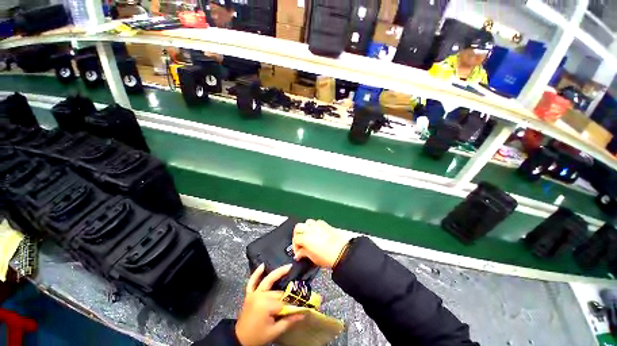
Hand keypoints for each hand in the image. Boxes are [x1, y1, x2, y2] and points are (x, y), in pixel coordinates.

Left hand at [235, 264, 303, 345]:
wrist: (240, 339)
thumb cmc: (258, 336)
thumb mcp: (274, 331)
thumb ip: (289, 320)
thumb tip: (303, 313)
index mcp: (265, 305)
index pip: (283, 303)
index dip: (292, 305)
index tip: (302, 305)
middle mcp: (260, 296)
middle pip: (278, 292)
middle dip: (287, 295)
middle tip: (298, 294)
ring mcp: (254, 293)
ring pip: (269, 282)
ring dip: (278, 273)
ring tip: (288, 266)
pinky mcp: (249, 294)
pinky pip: (252, 281)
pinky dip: (257, 273)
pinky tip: (263, 266)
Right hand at [293, 219, 351, 268]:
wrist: (343, 252)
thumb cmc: (329, 256)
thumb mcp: (312, 258)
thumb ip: (303, 253)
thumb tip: (299, 253)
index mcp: (305, 237)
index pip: (295, 239)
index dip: (295, 247)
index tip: (298, 252)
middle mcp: (310, 229)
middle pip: (298, 227)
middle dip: (297, 234)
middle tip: (300, 242)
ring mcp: (318, 225)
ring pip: (307, 222)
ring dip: (305, 229)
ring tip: (308, 236)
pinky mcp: (325, 224)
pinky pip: (316, 222)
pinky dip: (314, 226)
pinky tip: (317, 233)